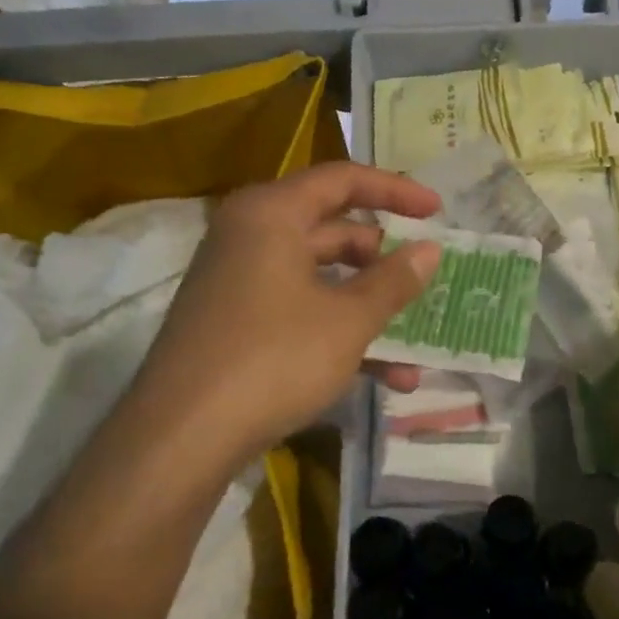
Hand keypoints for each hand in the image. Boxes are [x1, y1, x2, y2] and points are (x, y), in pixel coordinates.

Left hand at [135, 162, 442, 463]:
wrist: (181, 438)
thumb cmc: (273, 358)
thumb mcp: (348, 320)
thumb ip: (394, 281)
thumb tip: (431, 250)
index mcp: (271, 214)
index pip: (343, 180)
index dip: (396, 191)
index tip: (437, 210)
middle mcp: (251, 236)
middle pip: (333, 231)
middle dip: (385, 260)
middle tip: (426, 278)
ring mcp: (240, 282)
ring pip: (321, 280)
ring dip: (369, 309)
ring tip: (417, 345)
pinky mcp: (237, 324)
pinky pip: (300, 311)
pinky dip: (339, 333)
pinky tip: (385, 376)